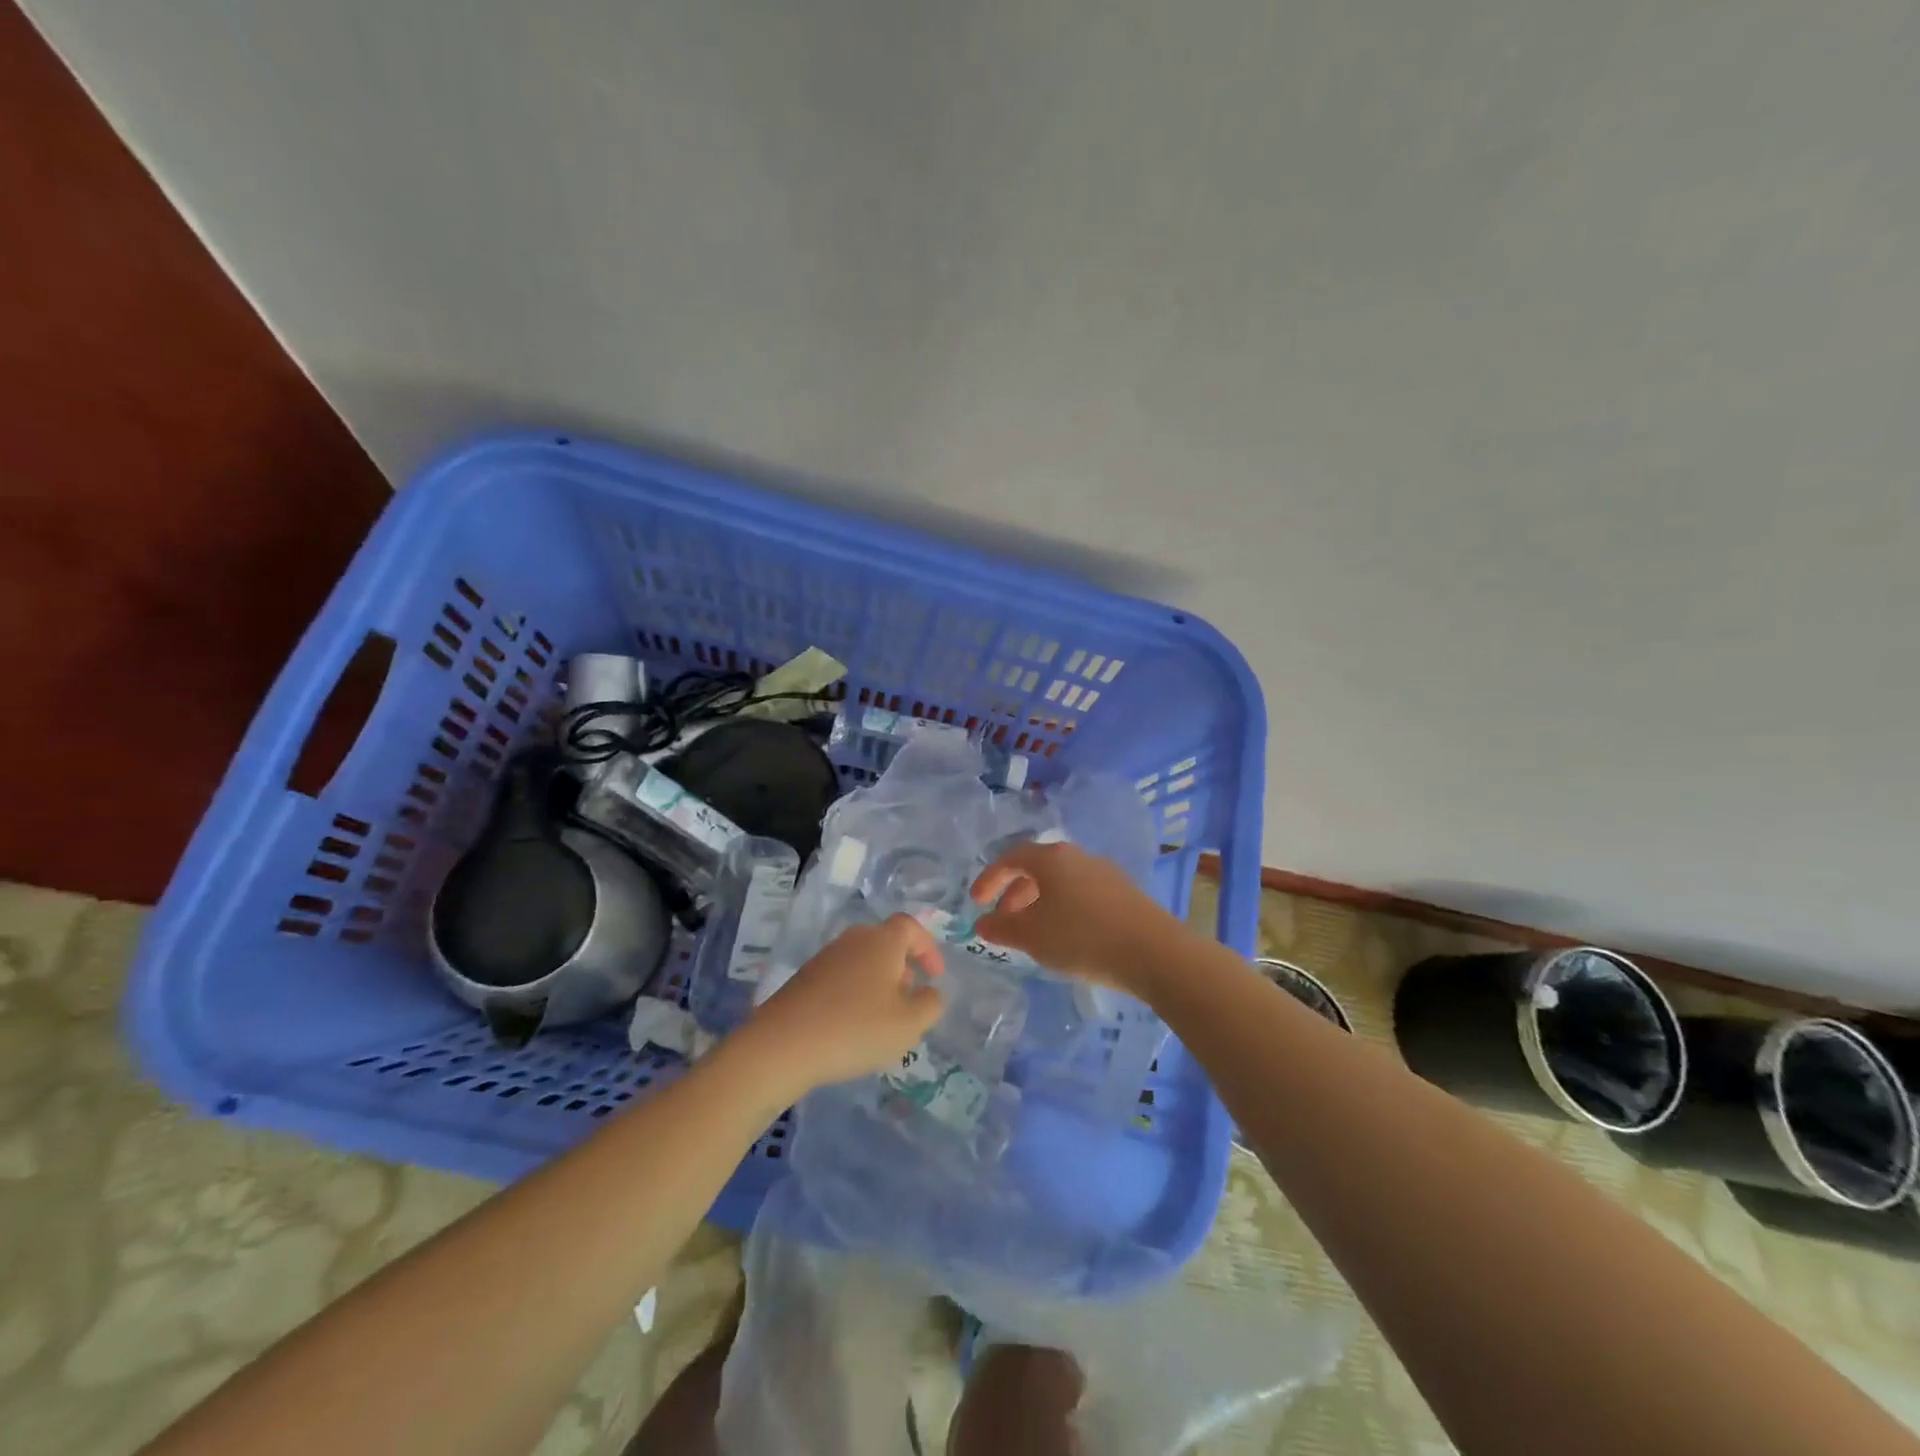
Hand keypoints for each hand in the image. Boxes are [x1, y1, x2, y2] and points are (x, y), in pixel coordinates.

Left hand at [744, 914, 945, 1094]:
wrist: (782, 1045)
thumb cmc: (855, 1029)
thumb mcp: (909, 1024)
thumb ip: (930, 1004)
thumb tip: (929, 991)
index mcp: (882, 941)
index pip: (911, 927)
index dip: (928, 948)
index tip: (936, 976)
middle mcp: (853, 940)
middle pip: (885, 942)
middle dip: (903, 966)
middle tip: (910, 996)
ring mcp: (824, 957)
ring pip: (861, 960)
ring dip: (878, 981)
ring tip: (882, 1016)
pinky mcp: (803, 979)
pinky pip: (840, 977)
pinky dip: (854, 993)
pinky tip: (851, 1025)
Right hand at [969, 841, 1182, 996]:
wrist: (1154, 952)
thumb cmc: (1082, 937)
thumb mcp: (1032, 936)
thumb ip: (1001, 927)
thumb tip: (982, 922)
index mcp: (1052, 858)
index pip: (1011, 858)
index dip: (989, 878)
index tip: (976, 902)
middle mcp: (1078, 856)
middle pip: (1037, 868)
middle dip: (1014, 893)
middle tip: (1004, 920)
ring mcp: (1105, 872)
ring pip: (1061, 882)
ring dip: (1039, 903)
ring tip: (1033, 933)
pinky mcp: (1124, 893)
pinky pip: (1082, 894)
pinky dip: (1064, 908)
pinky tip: (1067, 937)